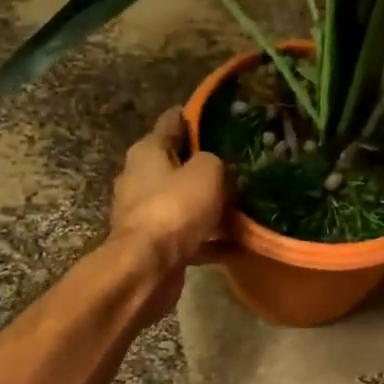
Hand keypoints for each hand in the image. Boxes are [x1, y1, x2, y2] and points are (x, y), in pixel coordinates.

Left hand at [109, 108, 227, 314]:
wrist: (148, 266)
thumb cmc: (175, 207)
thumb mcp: (208, 172)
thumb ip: (216, 163)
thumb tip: (216, 170)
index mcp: (147, 152)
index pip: (170, 124)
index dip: (192, 118)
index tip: (214, 117)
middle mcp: (140, 179)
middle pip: (176, 166)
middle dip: (203, 167)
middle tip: (237, 167)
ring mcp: (146, 215)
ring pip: (185, 205)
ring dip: (210, 208)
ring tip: (243, 209)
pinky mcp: (155, 246)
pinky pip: (191, 238)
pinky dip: (212, 241)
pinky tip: (240, 246)